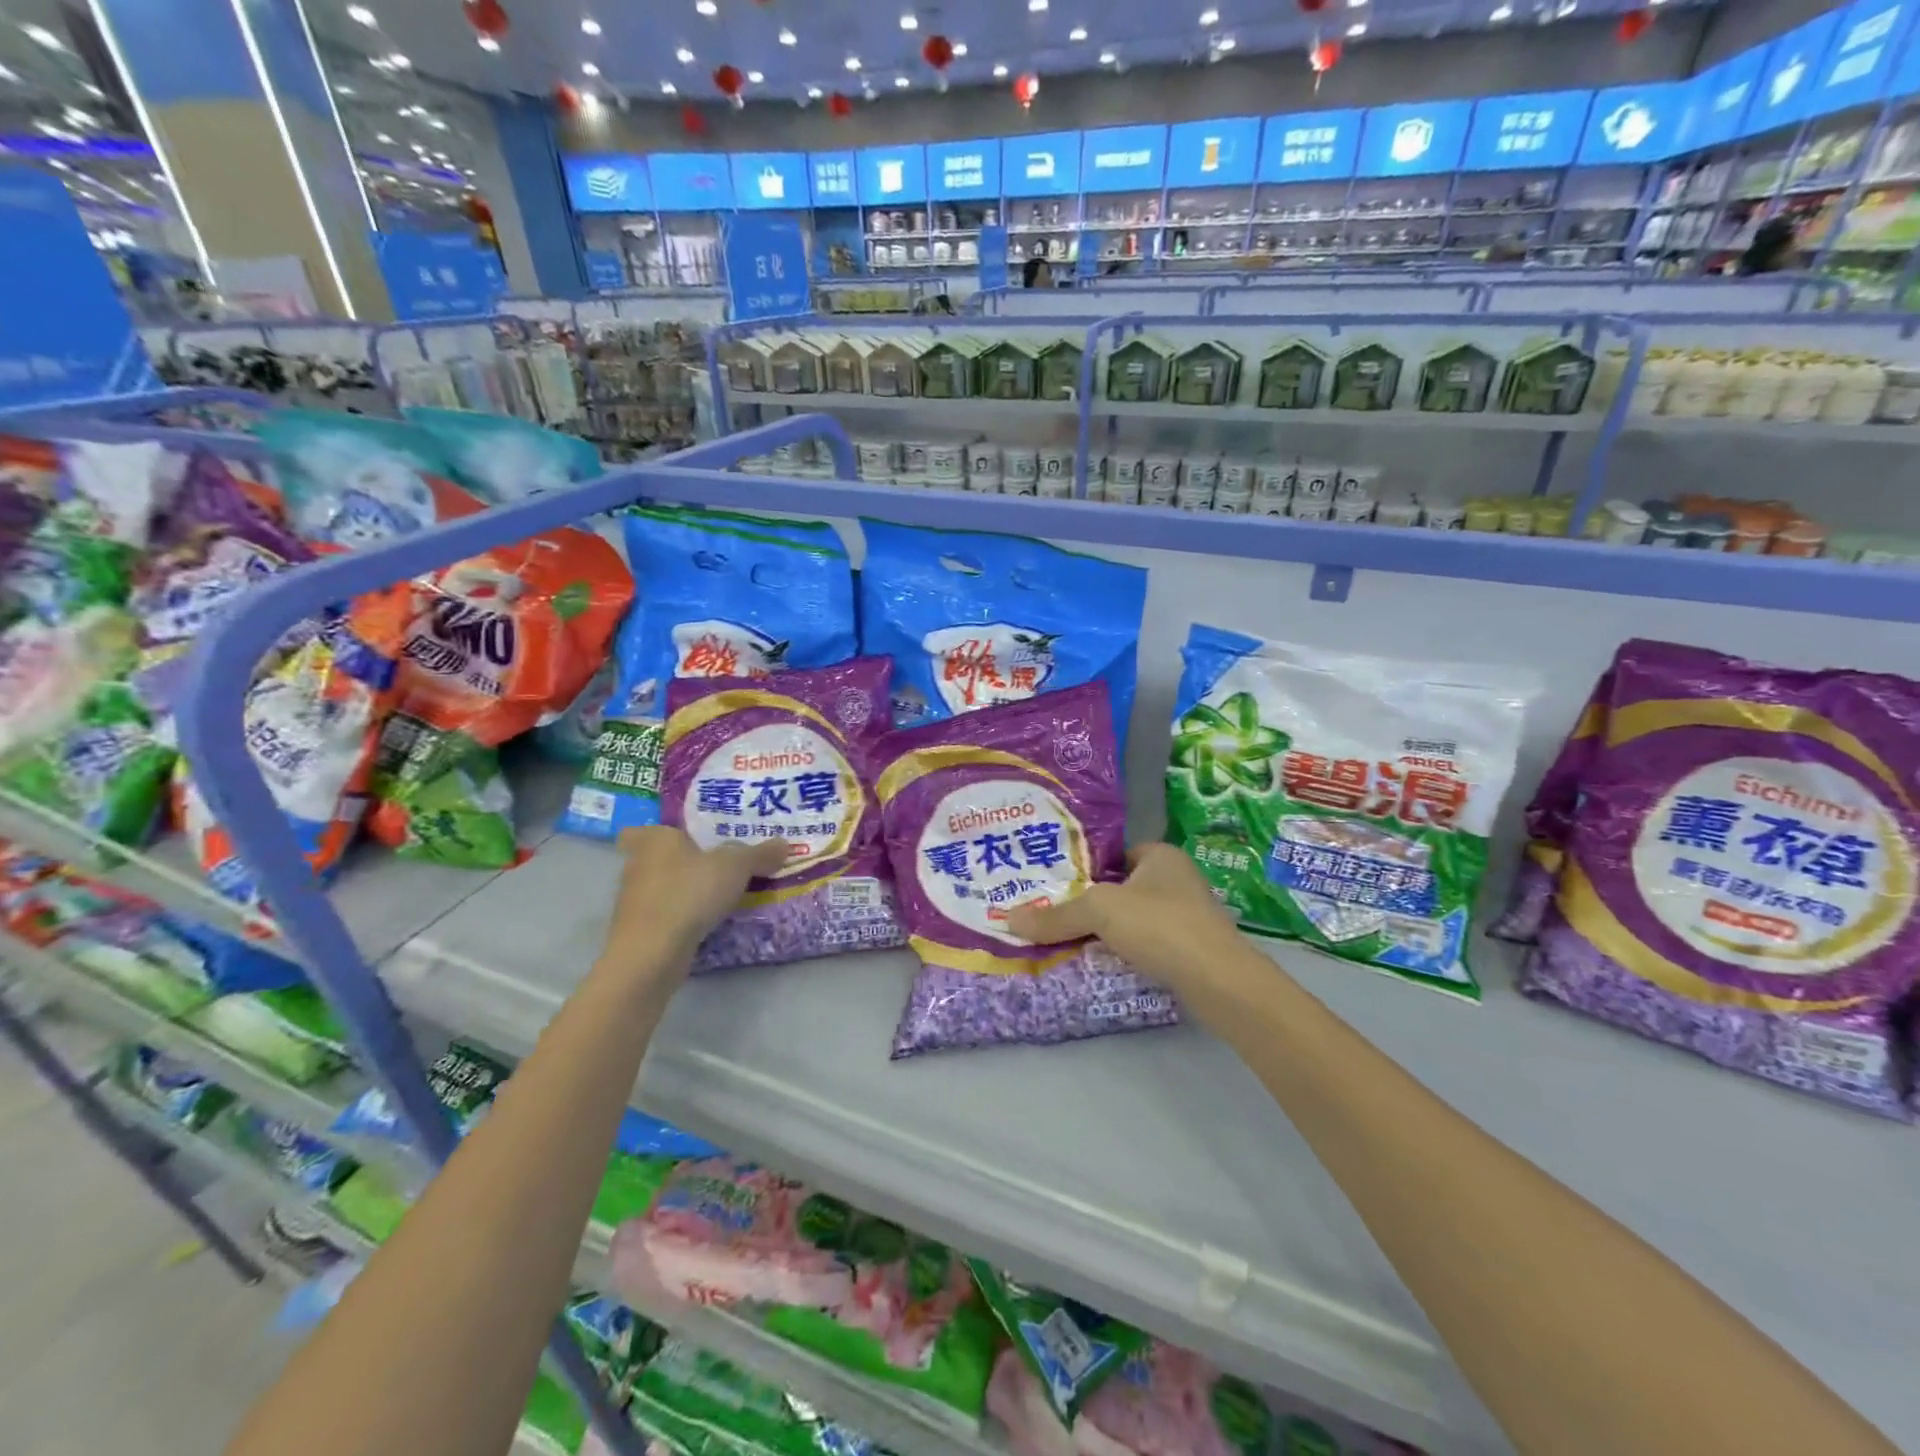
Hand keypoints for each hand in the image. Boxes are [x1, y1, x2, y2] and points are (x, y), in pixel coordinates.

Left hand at [603, 827, 789, 973]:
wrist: (651, 953)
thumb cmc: (689, 892)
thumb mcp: (736, 867)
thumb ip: (759, 854)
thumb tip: (784, 844)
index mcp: (655, 840)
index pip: (643, 829)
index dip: (661, 835)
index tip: (685, 841)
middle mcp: (637, 865)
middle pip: (657, 859)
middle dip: (682, 863)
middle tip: (716, 866)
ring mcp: (633, 901)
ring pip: (660, 889)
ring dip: (683, 892)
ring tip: (718, 897)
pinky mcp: (638, 931)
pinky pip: (663, 916)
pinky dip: (681, 918)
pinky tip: (706, 924)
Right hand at [1005, 843, 1253, 1003]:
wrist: (1220, 981)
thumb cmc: (1160, 926)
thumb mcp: (1100, 911)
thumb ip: (1056, 915)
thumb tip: (1008, 918)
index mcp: (1160, 855)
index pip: (1113, 852)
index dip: (1083, 866)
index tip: (1051, 882)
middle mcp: (1176, 878)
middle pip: (1120, 886)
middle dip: (1089, 901)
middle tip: (1051, 912)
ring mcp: (1186, 914)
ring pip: (1132, 917)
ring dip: (1105, 929)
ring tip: (1066, 939)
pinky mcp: (1190, 948)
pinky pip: (1145, 942)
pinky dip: (1124, 950)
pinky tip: (1100, 962)